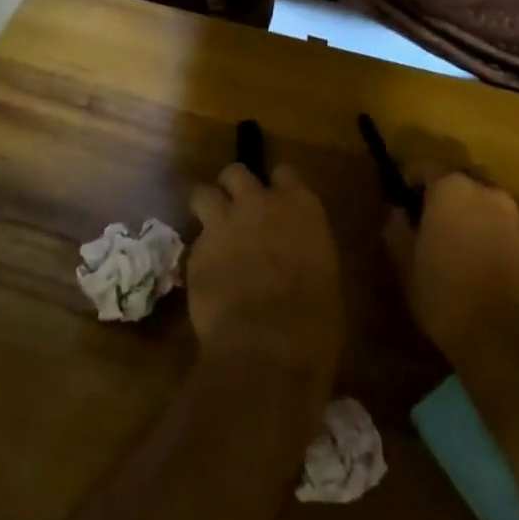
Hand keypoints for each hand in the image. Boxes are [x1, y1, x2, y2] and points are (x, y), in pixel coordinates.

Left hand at [187, 164, 341, 389]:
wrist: (267, 347)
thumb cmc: (314, 319)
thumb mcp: (323, 273)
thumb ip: (302, 248)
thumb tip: (294, 256)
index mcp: (300, 206)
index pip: (284, 173)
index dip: (277, 186)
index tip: (275, 201)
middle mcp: (259, 202)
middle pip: (236, 172)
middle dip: (234, 188)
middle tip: (237, 211)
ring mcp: (223, 223)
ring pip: (203, 193)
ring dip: (207, 207)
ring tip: (212, 231)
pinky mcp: (196, 251)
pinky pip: (195, 242)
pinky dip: (200, 254)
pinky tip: (207, 277)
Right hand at [385, 170, 518, 366]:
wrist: (510, 341)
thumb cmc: (447, 296)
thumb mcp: (405, 265)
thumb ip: (397, 229)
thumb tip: (397, 212)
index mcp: (452, 188)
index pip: (424, 167)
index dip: (408, 183)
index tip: (400, 204)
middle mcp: (487, 192)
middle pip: (459, 182)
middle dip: (443, 197)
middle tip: (427, 225)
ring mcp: (515, 217)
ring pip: (484, 205)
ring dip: (469, 216)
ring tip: (455, 247)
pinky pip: (503, 228)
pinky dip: (489, 237)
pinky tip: (479, 266)